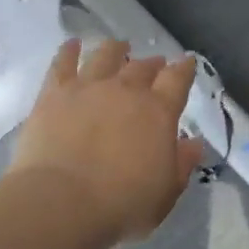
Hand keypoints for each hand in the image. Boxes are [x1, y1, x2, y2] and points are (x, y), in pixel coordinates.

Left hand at [11, 39, 207, 246]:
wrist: (62, 201)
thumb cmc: (122, 204)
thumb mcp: (166, 193)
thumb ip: (182, 164)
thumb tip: (193, 142)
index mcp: (158, 112)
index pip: (177, 80)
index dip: (184, 69)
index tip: (188, 62)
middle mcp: (126, 90)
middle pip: (142, 66)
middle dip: (152, 63)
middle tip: (155, 63)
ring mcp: (88, 87)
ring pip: (105, 56)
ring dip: (115, 49)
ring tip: (118, 46)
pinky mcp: (54, 93)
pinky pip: (63, 62)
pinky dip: (69, 50)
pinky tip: (72, 44)